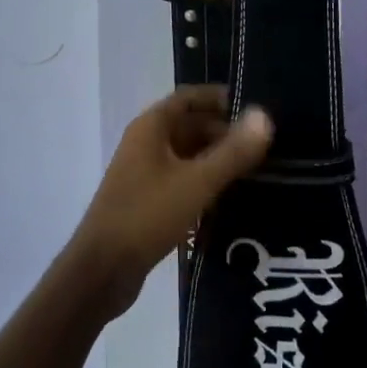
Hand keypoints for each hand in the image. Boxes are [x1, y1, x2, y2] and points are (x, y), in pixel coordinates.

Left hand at [71, 87, 273, 318]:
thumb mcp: (197, 182)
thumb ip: (232, 151)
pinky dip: (203, 180)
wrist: (102, 270)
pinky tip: (229, 196)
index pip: (189, 97)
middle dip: (224, 131)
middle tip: (264, 144)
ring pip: (186, 154)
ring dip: (215, 158)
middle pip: (189, 125)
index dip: (220, 98)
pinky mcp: (146, 199)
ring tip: (256, 169)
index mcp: (151, 127)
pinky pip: (181, 178)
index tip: (254, 107)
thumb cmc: (148, 215)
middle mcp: (145, 142)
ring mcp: (143, 172)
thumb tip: (264, 115)